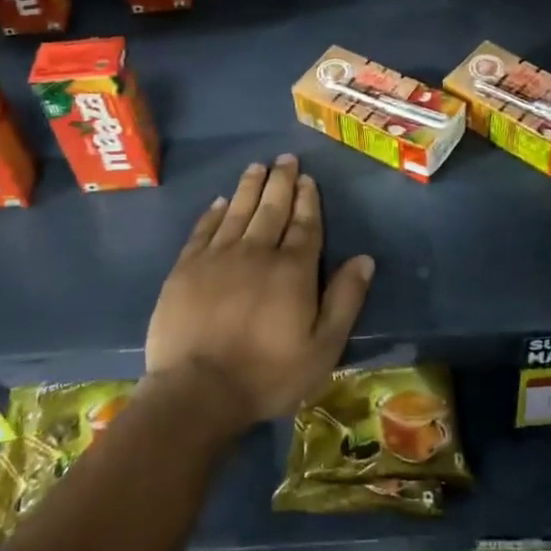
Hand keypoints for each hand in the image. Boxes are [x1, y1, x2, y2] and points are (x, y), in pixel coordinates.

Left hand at [146, 155, 374, 431]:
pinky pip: (203, 230)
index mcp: (293, 270)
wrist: (197, 391)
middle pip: (272, 209)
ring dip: (250, 187)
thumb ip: (345, 300)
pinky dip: (214, 212)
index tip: (307, 179)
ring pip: (238, 211)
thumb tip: (365, 259)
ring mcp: (218, 257)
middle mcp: (257, 252)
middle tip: (285, 159)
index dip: (308, 200)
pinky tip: (221, 201)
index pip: (305, 225)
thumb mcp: (323, 348)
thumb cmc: (268, 374)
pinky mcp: (186, 269)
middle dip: (281, 182)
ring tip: (257, 166)